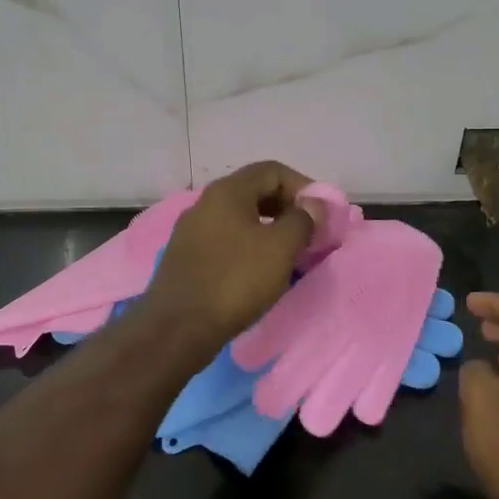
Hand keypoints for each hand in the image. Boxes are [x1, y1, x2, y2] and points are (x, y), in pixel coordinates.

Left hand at [139, 161, 320, 355]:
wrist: (177, 328)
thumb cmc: (235, 280)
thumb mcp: (280, 248)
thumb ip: (302, 220)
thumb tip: (312, 205)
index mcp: (227, 191)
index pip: (272, 170)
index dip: (303, 186)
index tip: (320, 214)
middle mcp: (205, 203)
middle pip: (255, 191)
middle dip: (287, 208)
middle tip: (309, 234)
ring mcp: (191, 230)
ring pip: (240, 218)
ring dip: (269, 230)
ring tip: (289, 255)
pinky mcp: (186, 257)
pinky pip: (225, 240)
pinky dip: (248, 247)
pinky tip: (259, 272)